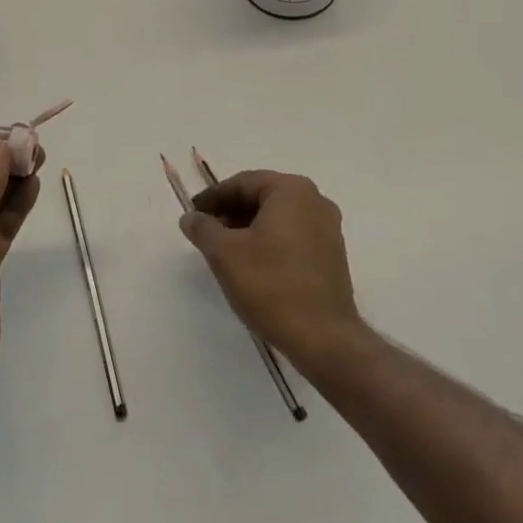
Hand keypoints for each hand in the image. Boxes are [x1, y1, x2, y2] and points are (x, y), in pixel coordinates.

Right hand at [180, 169, 366, 367]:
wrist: (323, 339)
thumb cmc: (271, 285)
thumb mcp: (225, 253)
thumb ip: (203, 228)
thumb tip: (191, 217)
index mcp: (292, 190)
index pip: (243, 183)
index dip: (213, 198)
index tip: (192, 214)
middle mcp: (315, 201)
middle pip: (262, 197)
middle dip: (230, 212)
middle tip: (205, 232)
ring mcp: (328, 229)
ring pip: (277, 218)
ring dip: (248, 228)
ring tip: (223, 251)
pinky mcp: (332, 256)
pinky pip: (292, 236)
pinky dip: (268, 242)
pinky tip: (251, 265)